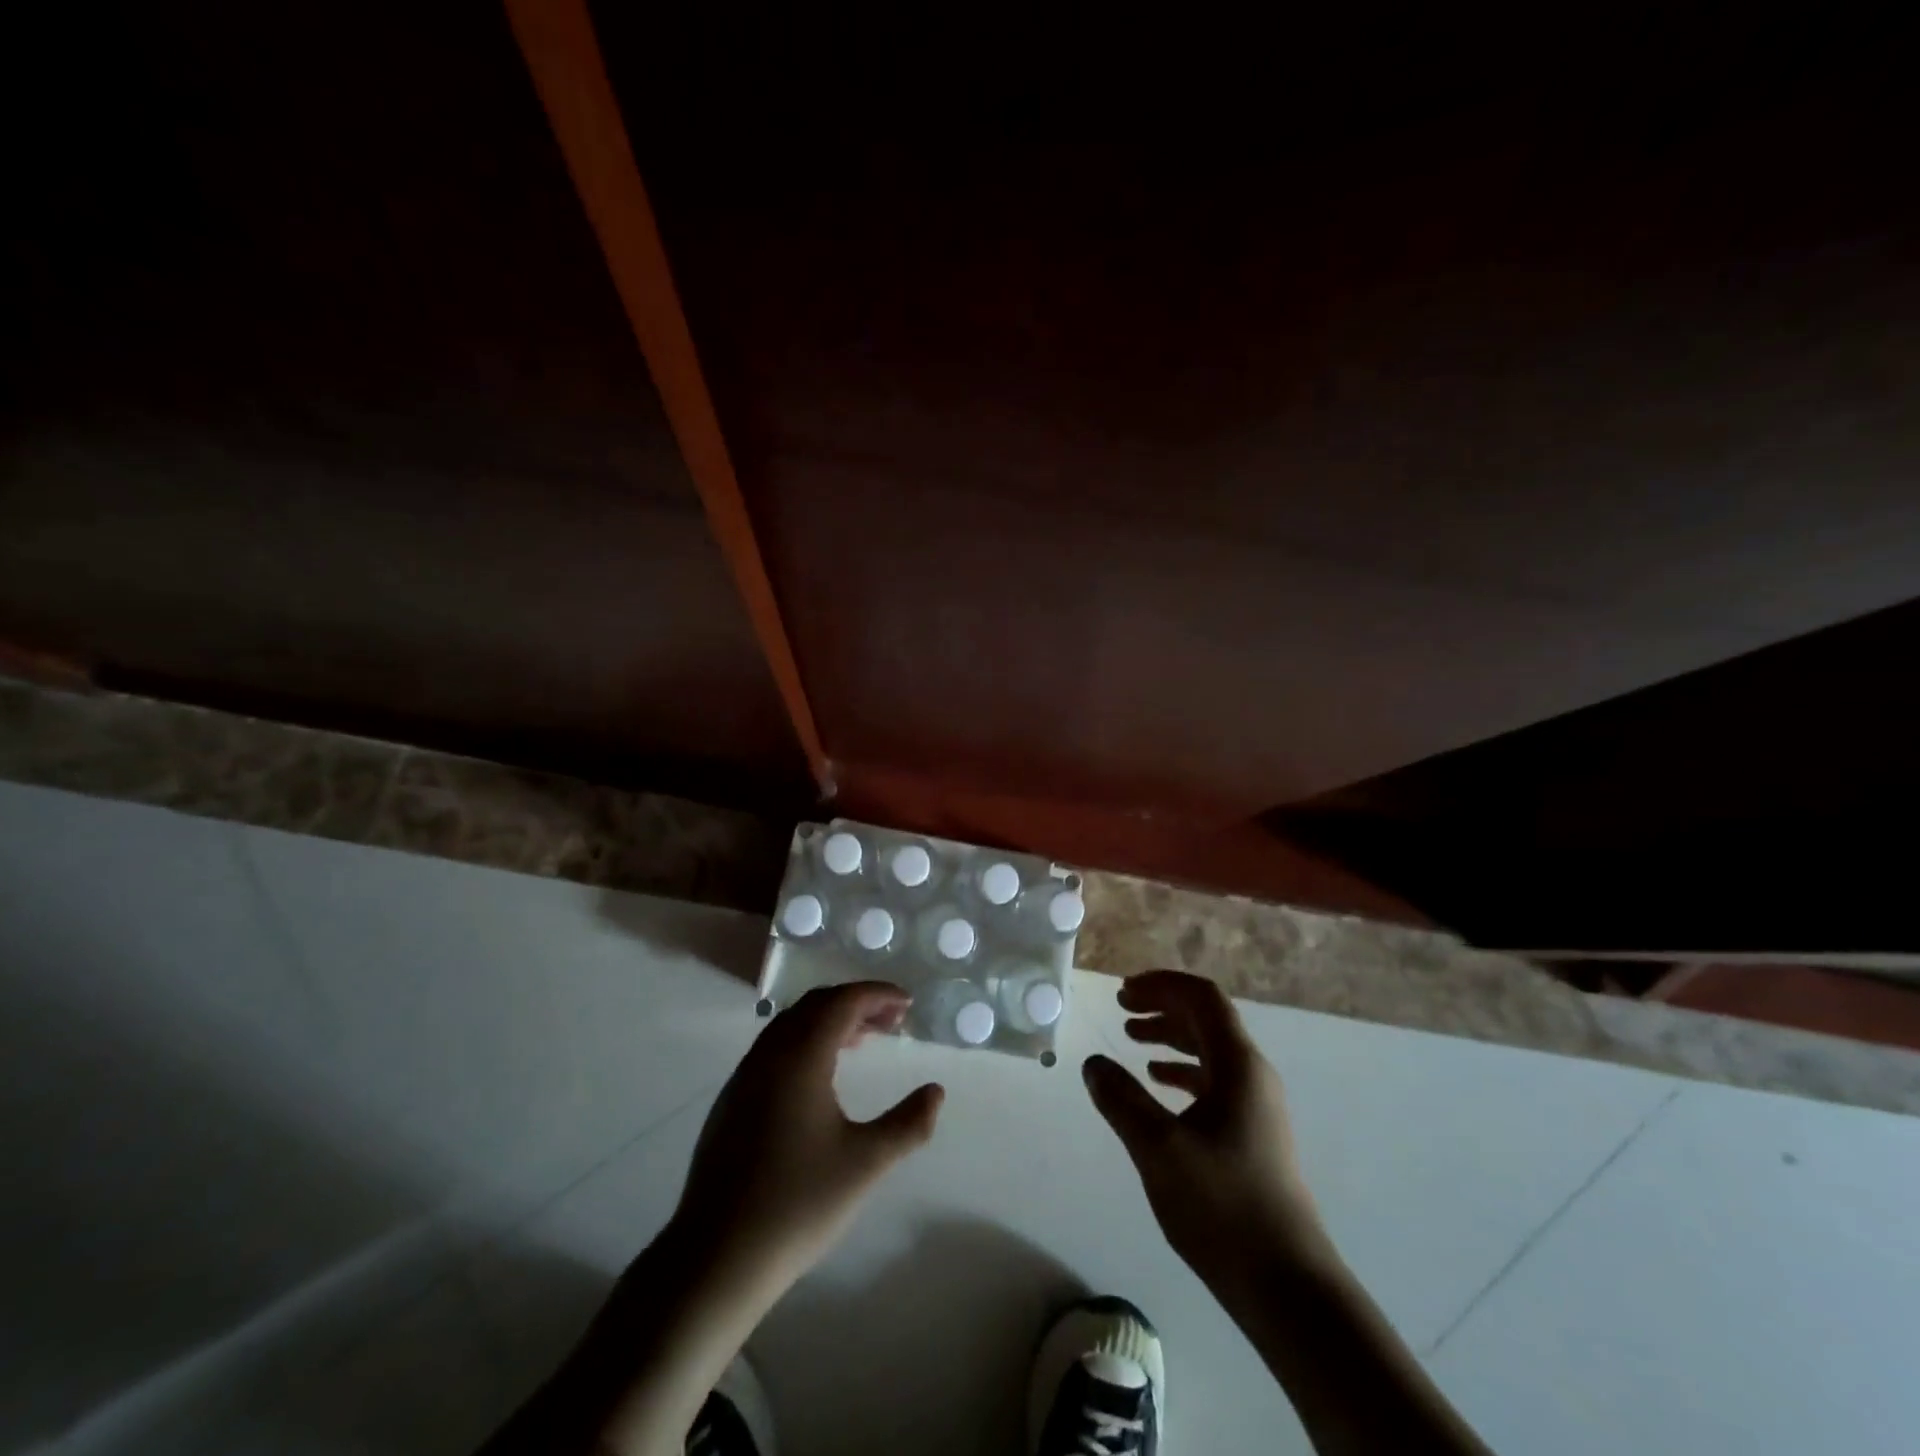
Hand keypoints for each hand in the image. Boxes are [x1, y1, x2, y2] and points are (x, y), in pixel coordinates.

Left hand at [668, 982, 944, 1298]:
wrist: (715, 1258)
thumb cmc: (797, 1204)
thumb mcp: (865, 1164)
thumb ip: (908, 1124)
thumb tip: (936, 1092)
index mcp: (800, 1057)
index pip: (842, 1002)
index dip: (877, 994)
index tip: (908, 1004)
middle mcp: (769, 1055)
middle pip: (815, 1005)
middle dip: (856, 1003)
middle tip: (892, 1021)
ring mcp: (744, 1077)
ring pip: (791, 1025)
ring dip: (829, 1021)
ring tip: (863, 1041)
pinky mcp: (731, 1102)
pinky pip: (775, 1048)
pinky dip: (806, 1041)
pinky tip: (821, 1076)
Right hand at [1084, 970, 1320, 1281]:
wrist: (1287, 1286)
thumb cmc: (1222, 1207)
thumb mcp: (1158, 1149)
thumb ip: (1121, 1099)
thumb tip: (1093, 1063)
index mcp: (1238, 1065)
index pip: (1203, 998)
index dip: (1162, 984)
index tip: (1123, 991)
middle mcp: (1252, 1075)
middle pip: (1206, 1018)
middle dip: (1163, 1005)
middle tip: (1121, 1007)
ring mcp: (1255, 1106)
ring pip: (1209, 1050)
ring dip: (1170, 1036)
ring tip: (1131, 1038)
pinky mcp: (1251, 1134)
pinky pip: (1213, 1081)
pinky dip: (1181, 1070)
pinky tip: (1157, 1082)